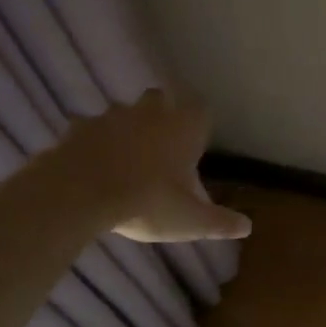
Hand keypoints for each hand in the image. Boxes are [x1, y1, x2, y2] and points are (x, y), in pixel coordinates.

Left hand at [63, 90, 251, 243]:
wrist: (79, 194)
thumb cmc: (147, 202)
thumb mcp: (190, 221)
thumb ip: (220, 222)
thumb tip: (247, 227)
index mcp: (182, 129)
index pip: (200, 109)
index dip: (199, 121)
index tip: (198, 138)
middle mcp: (150, 114)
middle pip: (161, 99)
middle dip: (163, 114)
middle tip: (163, 144)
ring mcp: (111, 117)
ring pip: (124, 111)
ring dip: (127, 127)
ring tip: (127, 156)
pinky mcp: (78, 128)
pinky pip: (90, 129)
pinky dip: (94, 142)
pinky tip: (93, 163)